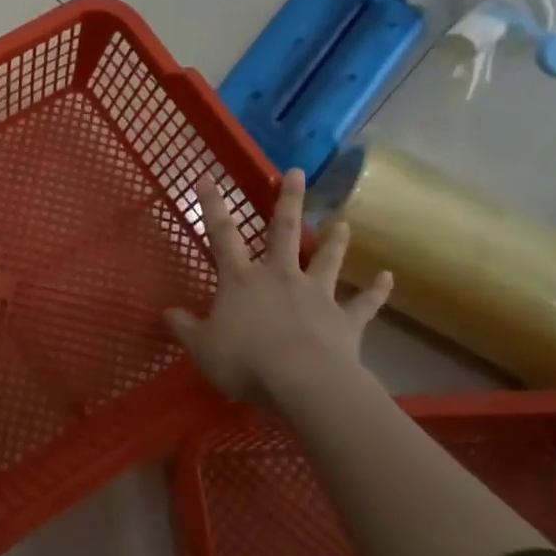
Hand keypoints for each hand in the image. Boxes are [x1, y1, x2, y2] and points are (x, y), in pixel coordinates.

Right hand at [164, 169, 393, 405]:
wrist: (305, 382)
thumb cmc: (246, 361)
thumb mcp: (202, 347)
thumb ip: (185, 327)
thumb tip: (167, 311)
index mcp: (241, 280)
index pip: (221, 234)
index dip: (212, 205)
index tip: (208, 178)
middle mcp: (279, 276)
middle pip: (283, 231)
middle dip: (288, 201)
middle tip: (297, 173)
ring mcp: (316, 295)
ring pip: (326, 260)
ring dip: (334, 241)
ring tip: (343, 223)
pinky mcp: (345, 320)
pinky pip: (364, 303)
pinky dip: (376, 290)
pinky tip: (387, 277)